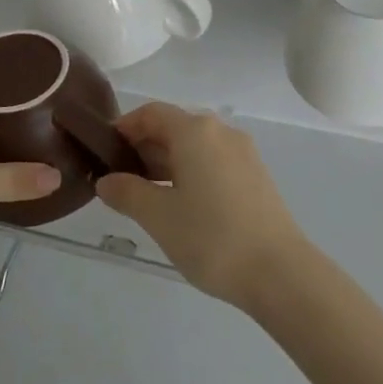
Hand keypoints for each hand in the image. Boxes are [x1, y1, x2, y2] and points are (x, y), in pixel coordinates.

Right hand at [96, 102, 310, 307]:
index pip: (152, 113)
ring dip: (167, 163)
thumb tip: (107, 181)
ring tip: (144, 196)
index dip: (125, 127)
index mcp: (196, 131)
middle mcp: (222, 132)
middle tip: (119, 180)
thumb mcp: (159, 216)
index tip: (104, 152)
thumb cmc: (211, 237)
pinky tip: (180, 204)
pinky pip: (214, 162)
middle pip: (175, 127)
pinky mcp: (255, 175)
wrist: (278, 270)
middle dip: (144, 148)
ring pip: (195, 147)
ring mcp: (243, 153)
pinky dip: (191, 173)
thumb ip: (128, 193)